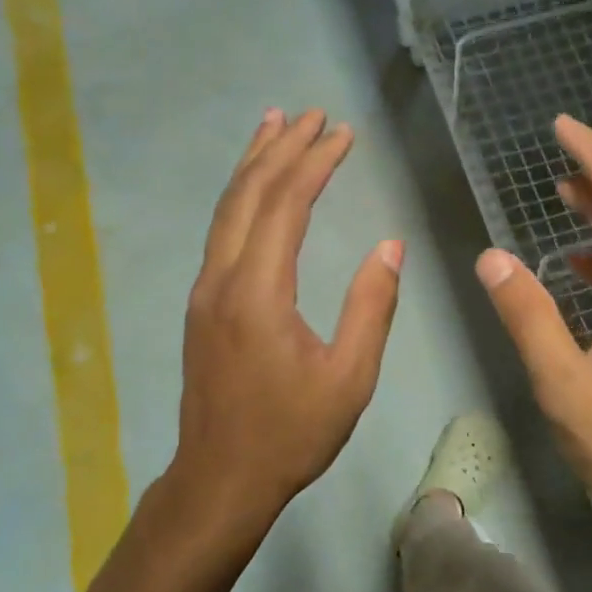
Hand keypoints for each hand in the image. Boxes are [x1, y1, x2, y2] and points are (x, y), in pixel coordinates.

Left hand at [167, 108, 401, 539]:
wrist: (220, 478)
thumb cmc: (290, 433)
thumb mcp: (348, 378)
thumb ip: (370, 307)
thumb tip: (390, 246)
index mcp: (258, 292)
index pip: (286, 205)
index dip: (315, 163)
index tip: (343, 133)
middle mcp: (222, 278)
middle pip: (248, 194)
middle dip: (280, 148)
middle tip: (310, 113)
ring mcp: (204, 290)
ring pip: (226, 209)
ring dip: (252, 164)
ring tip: (274, 125)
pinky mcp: (201, 304)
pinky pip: (221, 232)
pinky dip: (241, 196)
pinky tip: (254, 189)